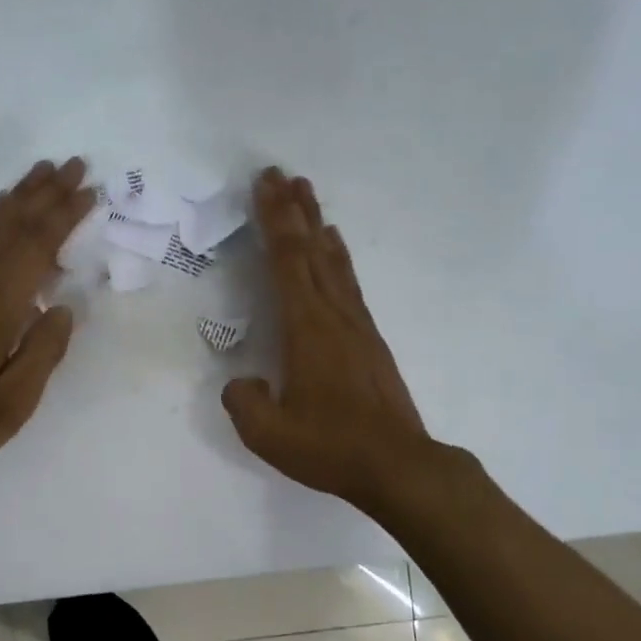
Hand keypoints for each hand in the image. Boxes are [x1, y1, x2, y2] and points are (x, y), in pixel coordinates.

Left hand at [0, 158, 93, 491]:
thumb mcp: (12, 407)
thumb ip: (41, 354)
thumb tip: (64, 309)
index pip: (34, 250)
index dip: (62, 217)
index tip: (89, 191)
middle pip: (10, 227)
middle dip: (44, 193)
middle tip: (74, 164)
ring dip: (17, 197)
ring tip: (41, 172)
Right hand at [223, 168, 446, 509]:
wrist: (397, 465)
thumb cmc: (330, 446)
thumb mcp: (268, 434)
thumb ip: (244, 402)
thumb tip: (242, 381)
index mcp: (305, 328)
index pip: (286, 261)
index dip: (274, 220)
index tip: (266, 183)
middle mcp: (333, 315)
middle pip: (311, 250)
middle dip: (293, 210)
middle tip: (281, 174)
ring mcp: (356, 325)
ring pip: (333, 262)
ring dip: (317, 226)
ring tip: (308, 196)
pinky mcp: (370, 340)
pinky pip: (348, 284)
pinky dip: (337, 258)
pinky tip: (335, 251)